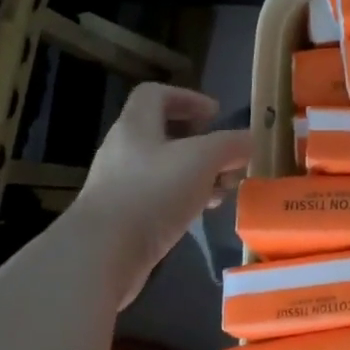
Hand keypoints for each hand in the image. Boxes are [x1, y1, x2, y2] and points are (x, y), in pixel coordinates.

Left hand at [79, 84, 252, 303]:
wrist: (102, 254)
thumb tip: (248, 140)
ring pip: (166, 168)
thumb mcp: (203, 159)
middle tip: (227, 158)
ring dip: (198, 174)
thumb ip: (230, 144)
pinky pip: (159, 196)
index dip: (188, 98)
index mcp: (136, 125)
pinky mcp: (122, 216)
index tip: (215, 115)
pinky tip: (201, 213)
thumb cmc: (153, 193)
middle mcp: (124, 149)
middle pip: (164, 133)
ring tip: (222, 189)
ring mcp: (120, 185)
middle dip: (202, 143)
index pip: (156, 94)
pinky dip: (184, 199)